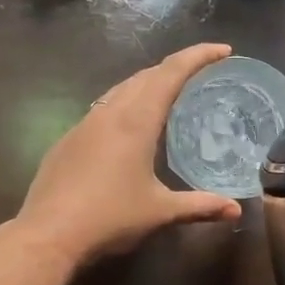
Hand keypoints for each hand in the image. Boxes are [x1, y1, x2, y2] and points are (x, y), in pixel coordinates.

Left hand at [19, 44, 244, 264]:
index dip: (198, 57)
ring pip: (120, 89)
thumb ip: (200, 206)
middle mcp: (109, 113)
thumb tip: (236, 210)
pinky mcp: (68, 141)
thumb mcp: (160, 212)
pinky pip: (102, 108)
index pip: (171, 73)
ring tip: (168, 95)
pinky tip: (128, 127)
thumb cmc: (110, 218)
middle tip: (201, 74)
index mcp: (136, 121)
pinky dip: (124, 104)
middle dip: (175, 68)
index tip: (223, 50)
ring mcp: (84, 125)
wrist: (49, 234)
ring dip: (147, 84)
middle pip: (146, 76)